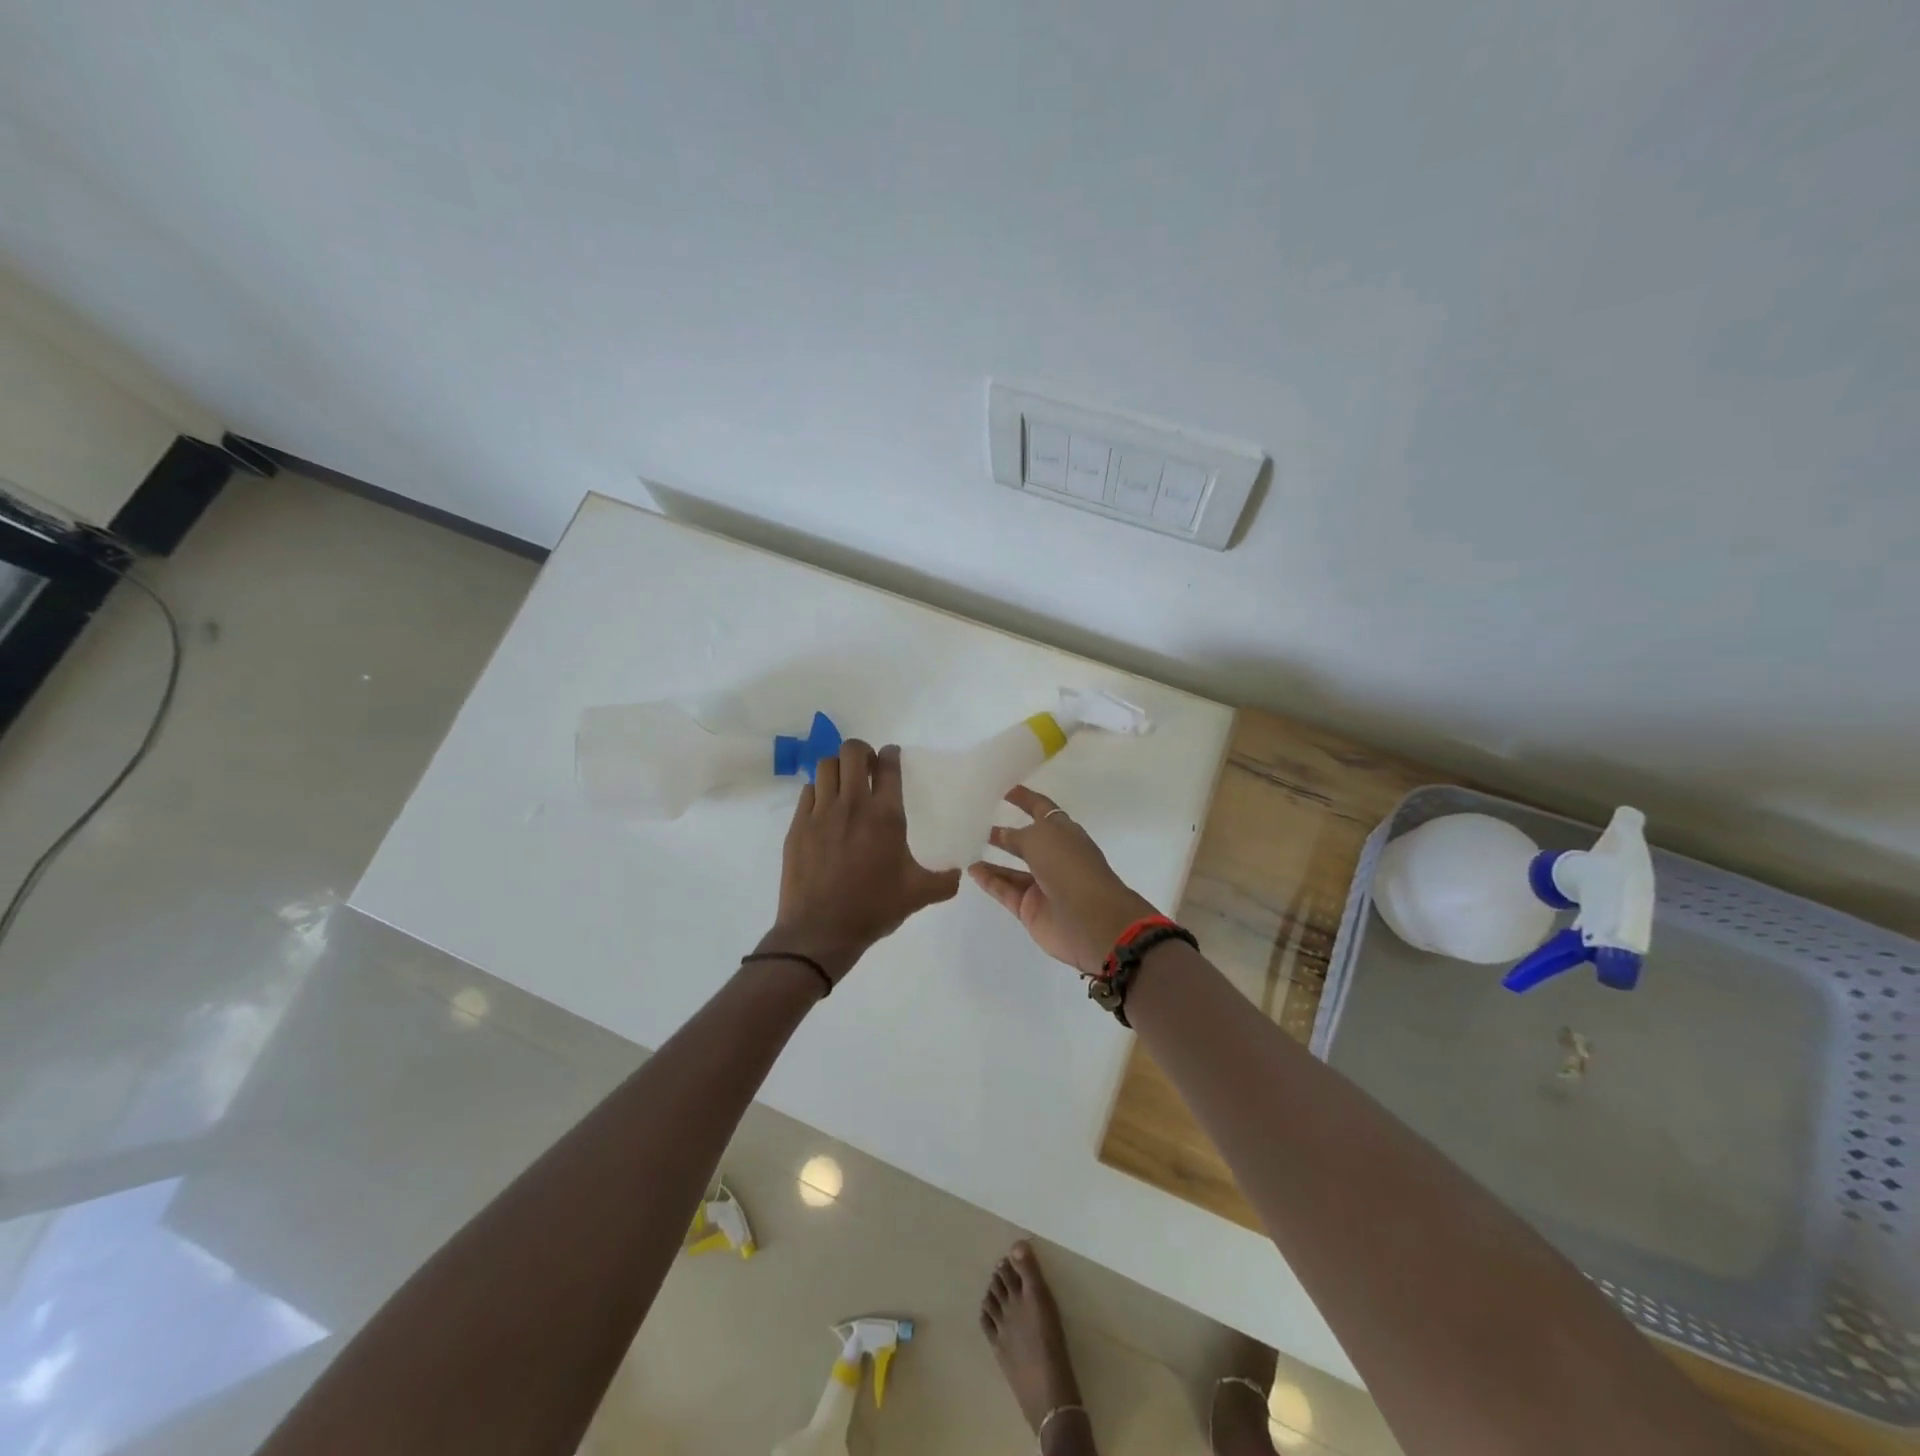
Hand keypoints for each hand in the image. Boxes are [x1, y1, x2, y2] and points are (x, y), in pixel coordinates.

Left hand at [761, 739, 960, 983]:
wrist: (820, 931)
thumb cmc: (872, 908)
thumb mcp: (918, 895)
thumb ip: (944, 881)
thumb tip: (959, 872)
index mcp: (885, 816)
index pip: (888, 766)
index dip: (892, 754)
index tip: (892, 756)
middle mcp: (851, 805)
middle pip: (852, 752)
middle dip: (862, 752)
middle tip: (868, 767)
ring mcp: (820, 813)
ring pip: (826, 766)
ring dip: (838, 768)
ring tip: (845, 784)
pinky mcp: (797, 826)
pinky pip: (807, 791)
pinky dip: (818, 791)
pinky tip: (824, 808)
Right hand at [967, 785, 1158, 976]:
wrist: (1090, 920)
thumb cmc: (1069, 867)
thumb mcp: (1040, 838)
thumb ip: (1016, 835)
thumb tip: (1000, 834)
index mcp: (1064, 833)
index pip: (1041, 809)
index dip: (1024, 798)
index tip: (1002, 788)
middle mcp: (1054, 856)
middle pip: (1026, 840)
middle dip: (1004, 831)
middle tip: (975, 821)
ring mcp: (1042, 884)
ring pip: (1012, 868)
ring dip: (992, 858)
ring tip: (966, 846)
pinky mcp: (1030, 908)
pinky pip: (1005, 890)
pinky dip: (989, 880)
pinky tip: (971, 870)